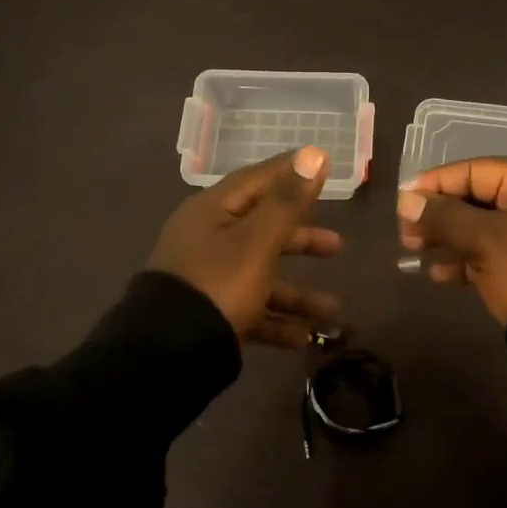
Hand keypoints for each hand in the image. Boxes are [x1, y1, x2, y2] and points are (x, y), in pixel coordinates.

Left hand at [148, 147, 342, 347]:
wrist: (169, 352)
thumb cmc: (218, 283)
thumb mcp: (258, 240)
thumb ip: (288, 201)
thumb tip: (313, 154)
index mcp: (212, 213)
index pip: (256, 180)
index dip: (289, 172)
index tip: (321, 165)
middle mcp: (207, 241)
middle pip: (263, 231)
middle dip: (302, 240)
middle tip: (338, 246)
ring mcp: (207, 280)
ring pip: (261, 278)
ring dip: (297, 295)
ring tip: (332, 313)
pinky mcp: (209, 315)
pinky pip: (250, 311)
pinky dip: (276, 322)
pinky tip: (303, 338)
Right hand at [396, 158, 506, 324]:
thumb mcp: (485, 239)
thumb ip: (443, 217)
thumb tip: (406, 200)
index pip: (474, 170)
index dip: (435, 184)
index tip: (403, 202)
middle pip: (475, 198)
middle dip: (437, 214)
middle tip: (405, 233)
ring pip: (480, 228)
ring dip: (446, 238)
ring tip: (412, 251)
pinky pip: (489, 254)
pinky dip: (463, 260)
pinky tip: (436, 274)